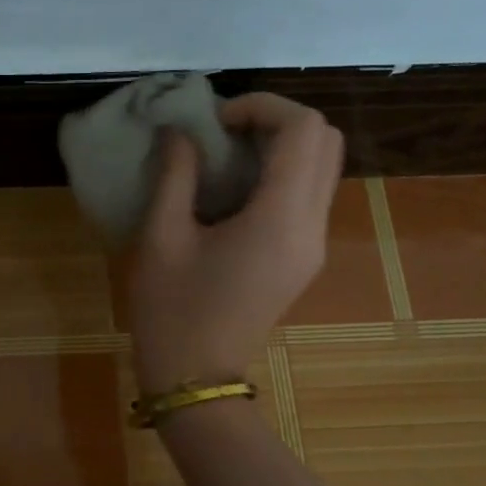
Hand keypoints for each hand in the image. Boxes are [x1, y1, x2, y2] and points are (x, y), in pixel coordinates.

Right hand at [129, 94, 345, 392]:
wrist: (195, 378)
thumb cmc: (170, 310)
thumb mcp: (160, 238)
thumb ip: (175, 175)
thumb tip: (180, 132)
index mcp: (280, 219)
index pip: (303, 129)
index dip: (260, 107)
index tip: (213, 121)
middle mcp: (312, 227)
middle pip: (326, 141)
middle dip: (276, 120)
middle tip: (223, 132)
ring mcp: (313, 245)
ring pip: (323, 166)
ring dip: (281, 145)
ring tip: (225, 155)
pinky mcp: (303, 258)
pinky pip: (308, 194)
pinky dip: (280, 173)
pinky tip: (233, 189)